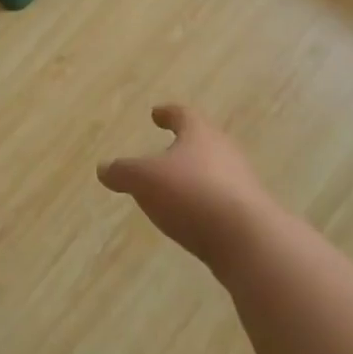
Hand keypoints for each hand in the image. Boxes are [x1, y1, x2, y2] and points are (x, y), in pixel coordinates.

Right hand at [98, 105, 278, 270]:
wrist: (248, 240)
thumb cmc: (191, 194)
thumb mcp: (144, 180)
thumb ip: (123, 172)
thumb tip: (103, 168)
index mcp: (200, 134)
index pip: (182, 115)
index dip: (167, 113)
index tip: (156, 113)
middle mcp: (225, 151)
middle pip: (203, 141)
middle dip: (184, 145)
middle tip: (166, 149)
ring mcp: (241, 182)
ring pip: (214, 171)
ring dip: (195, 175)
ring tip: (175, 186)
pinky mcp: (250, 213)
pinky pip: (221, 199)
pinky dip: (204, 202)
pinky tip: (192, 216)